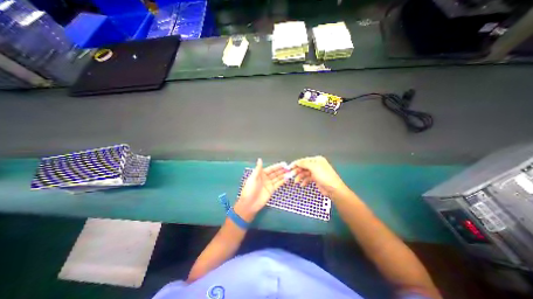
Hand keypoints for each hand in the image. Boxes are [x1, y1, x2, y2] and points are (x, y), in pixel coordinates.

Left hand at [235, 159, 289, 221]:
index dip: (277, 166)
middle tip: (289, 168)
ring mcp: (269, 184)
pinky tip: (287, 179)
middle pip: (275, 173)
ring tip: (290, 172)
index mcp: (260, 174)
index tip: (284, 164)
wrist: (249, 203)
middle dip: (282, 170)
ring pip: (277, 178)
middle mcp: (266, 178)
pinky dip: (282, 181)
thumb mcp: (253, 177)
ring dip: (283, 175)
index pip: (271, 169)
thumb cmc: (250, 189)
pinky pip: (278, 184)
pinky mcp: (271, 190)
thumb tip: (259, 159)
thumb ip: (258, 169)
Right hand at [290, 155, 347, 196]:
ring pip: (304, 173)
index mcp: (316, 160)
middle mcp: (316, 165)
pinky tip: (302, 184)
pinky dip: (304, 181)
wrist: (333, 189)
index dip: (296, 164)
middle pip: (303, 167)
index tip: (289, 168)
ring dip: (300, 177)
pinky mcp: (316, 179)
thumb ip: (304, 163)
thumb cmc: (324, 176)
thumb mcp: (313, 167)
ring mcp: (316, 172)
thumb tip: (296, 162)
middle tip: (291, 175)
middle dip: (297, 171)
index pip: (303, 160)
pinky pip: (307, 178)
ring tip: (296, 182)